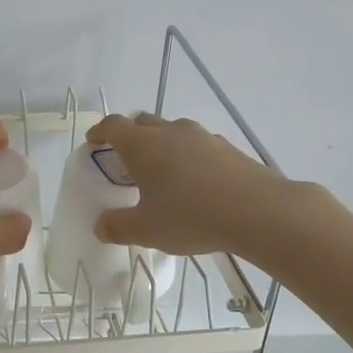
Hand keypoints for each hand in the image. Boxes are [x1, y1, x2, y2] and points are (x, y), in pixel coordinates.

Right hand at [84, 113, 292, 256]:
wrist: (259, 211)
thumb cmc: (192, 216)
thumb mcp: (147, 230)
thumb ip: (118, 227)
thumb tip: (100, 226)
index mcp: (142, 145)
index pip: (113, 126)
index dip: (99, 132)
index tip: (93, 142)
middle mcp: (170, 132)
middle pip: (143, 122)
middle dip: (130, 135)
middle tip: (125, 158)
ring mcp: (202, 137)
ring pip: (172, 131)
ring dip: (161, 144)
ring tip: (162, 171)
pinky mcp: (228, 148)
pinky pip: (197, 145)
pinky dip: (188, 156)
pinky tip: (196, 181)